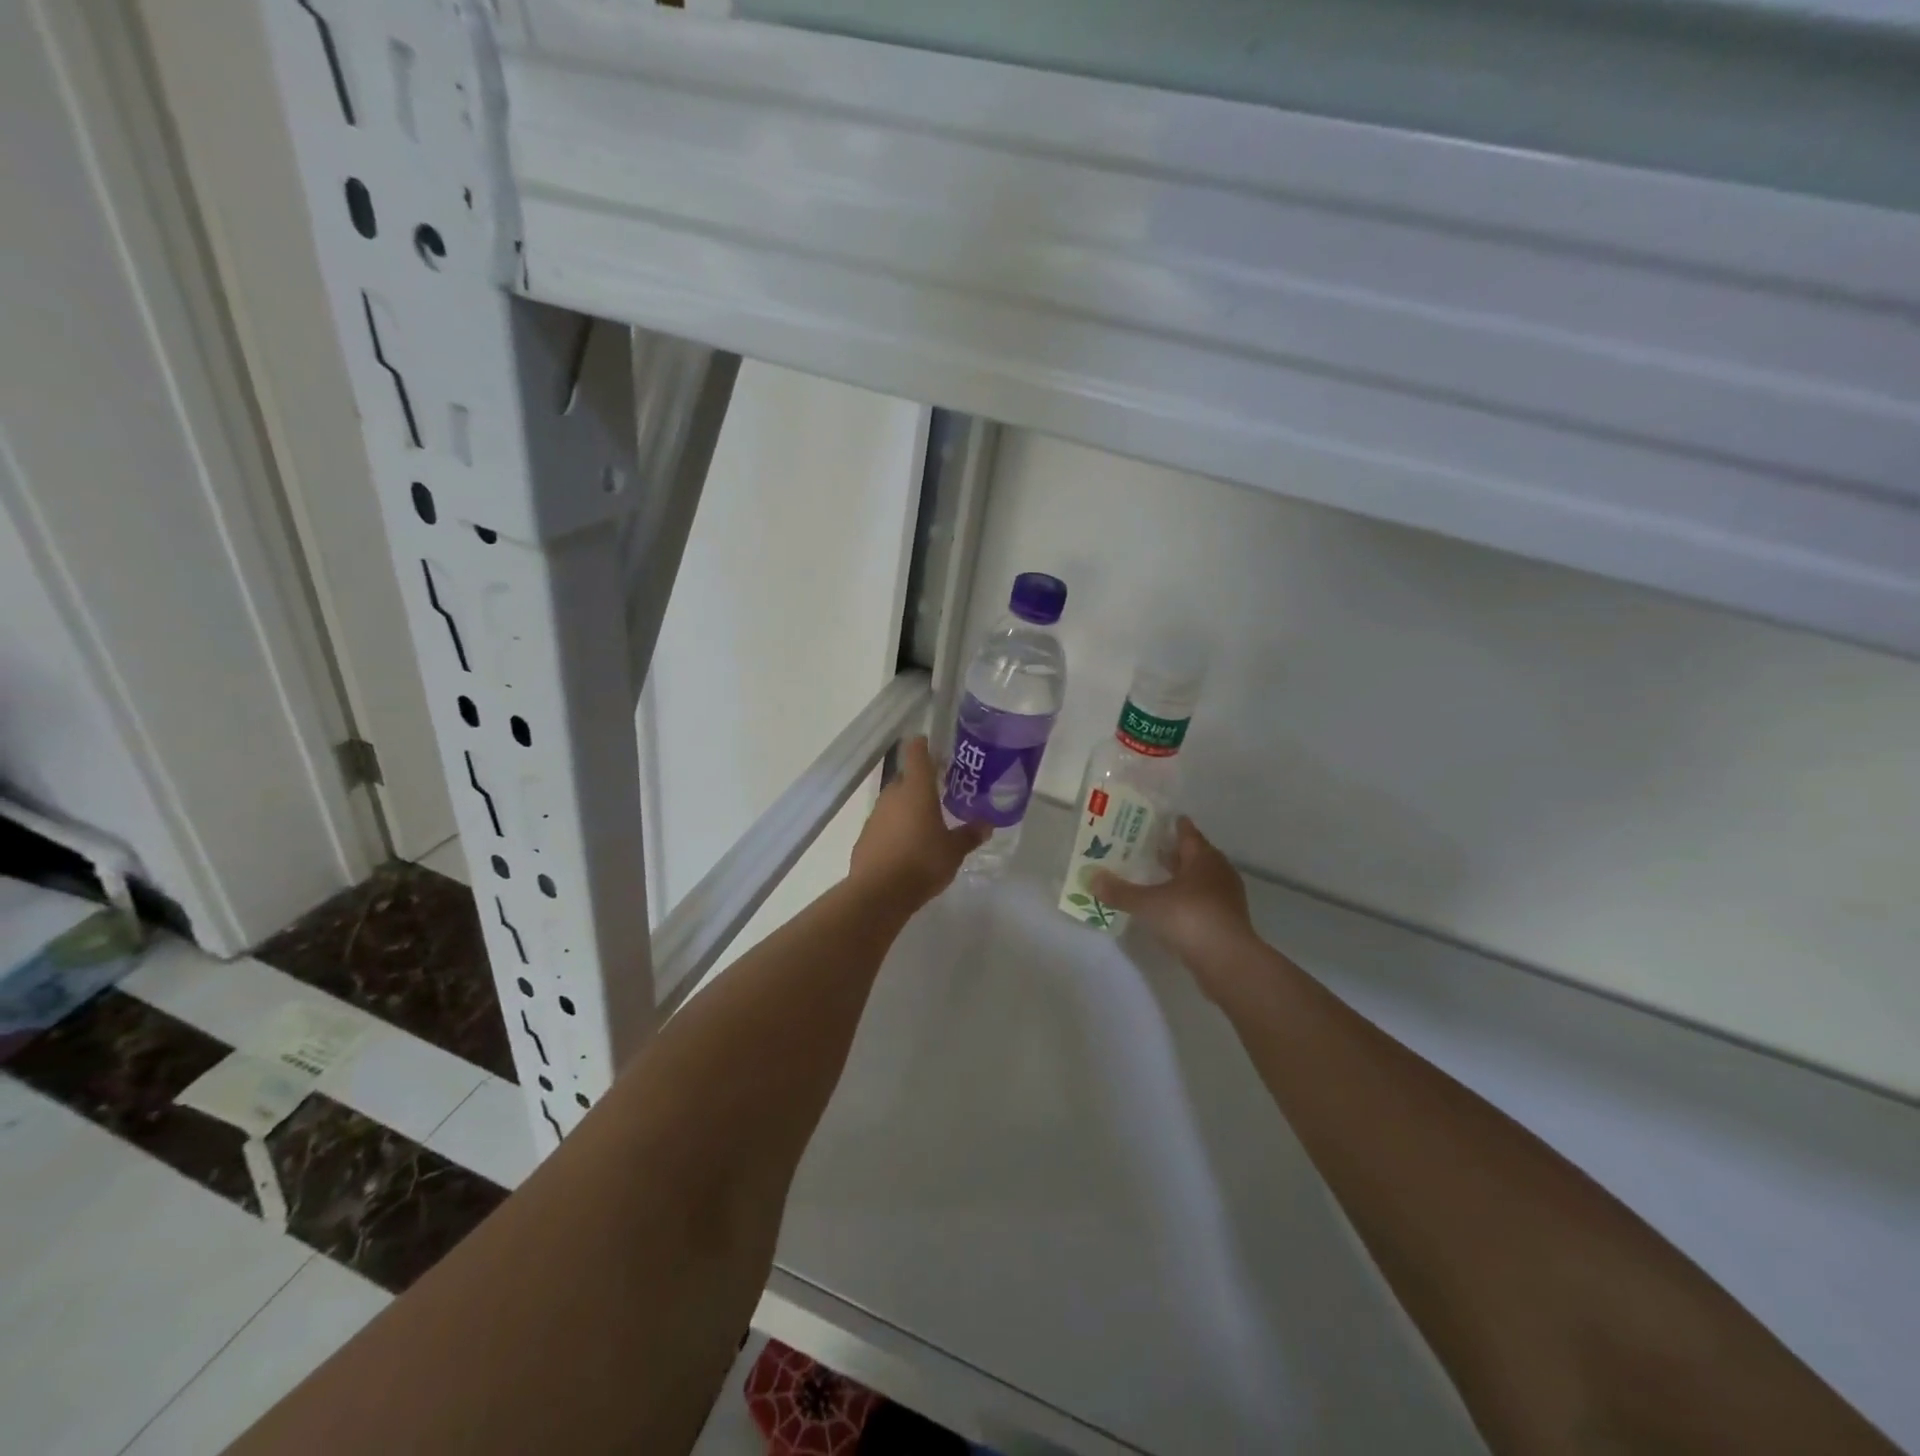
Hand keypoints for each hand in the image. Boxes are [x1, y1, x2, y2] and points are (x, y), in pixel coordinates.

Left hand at [850, 737, 989, 908]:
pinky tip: (906, 848)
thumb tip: (987, 824)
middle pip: (905, 779)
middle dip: (920, 784)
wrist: (879, 892)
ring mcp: (875, 816)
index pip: (916, 753)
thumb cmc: (922, 862)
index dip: (922, 745)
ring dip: (906, 808)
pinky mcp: (864, 837)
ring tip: (925, 824)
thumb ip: (969, 835)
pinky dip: (894, 830)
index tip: (930, 744)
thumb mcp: (954, 851)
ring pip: (893, 803)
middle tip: (939, 793)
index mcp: (916, 790)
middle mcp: (893, 795)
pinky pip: (883, 825)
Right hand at [1091, 817, 1257, 989]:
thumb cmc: (1189, 918)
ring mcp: (1226, 897)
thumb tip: (1091, 878)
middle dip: (1175, 852)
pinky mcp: (1228, 921)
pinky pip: (1204, 901)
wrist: (1228, 961)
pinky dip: (1189, 899)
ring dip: (1182, 877)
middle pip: (1196, 855)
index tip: (1162, 820)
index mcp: (1203, 858)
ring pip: (1201, 879)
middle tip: (1151, 849)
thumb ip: (1120, 891)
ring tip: (1158, 878)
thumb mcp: (1148, 904)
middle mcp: (1218, 872)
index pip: (1188, 833)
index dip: (1175, 826)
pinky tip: (1172, 907)